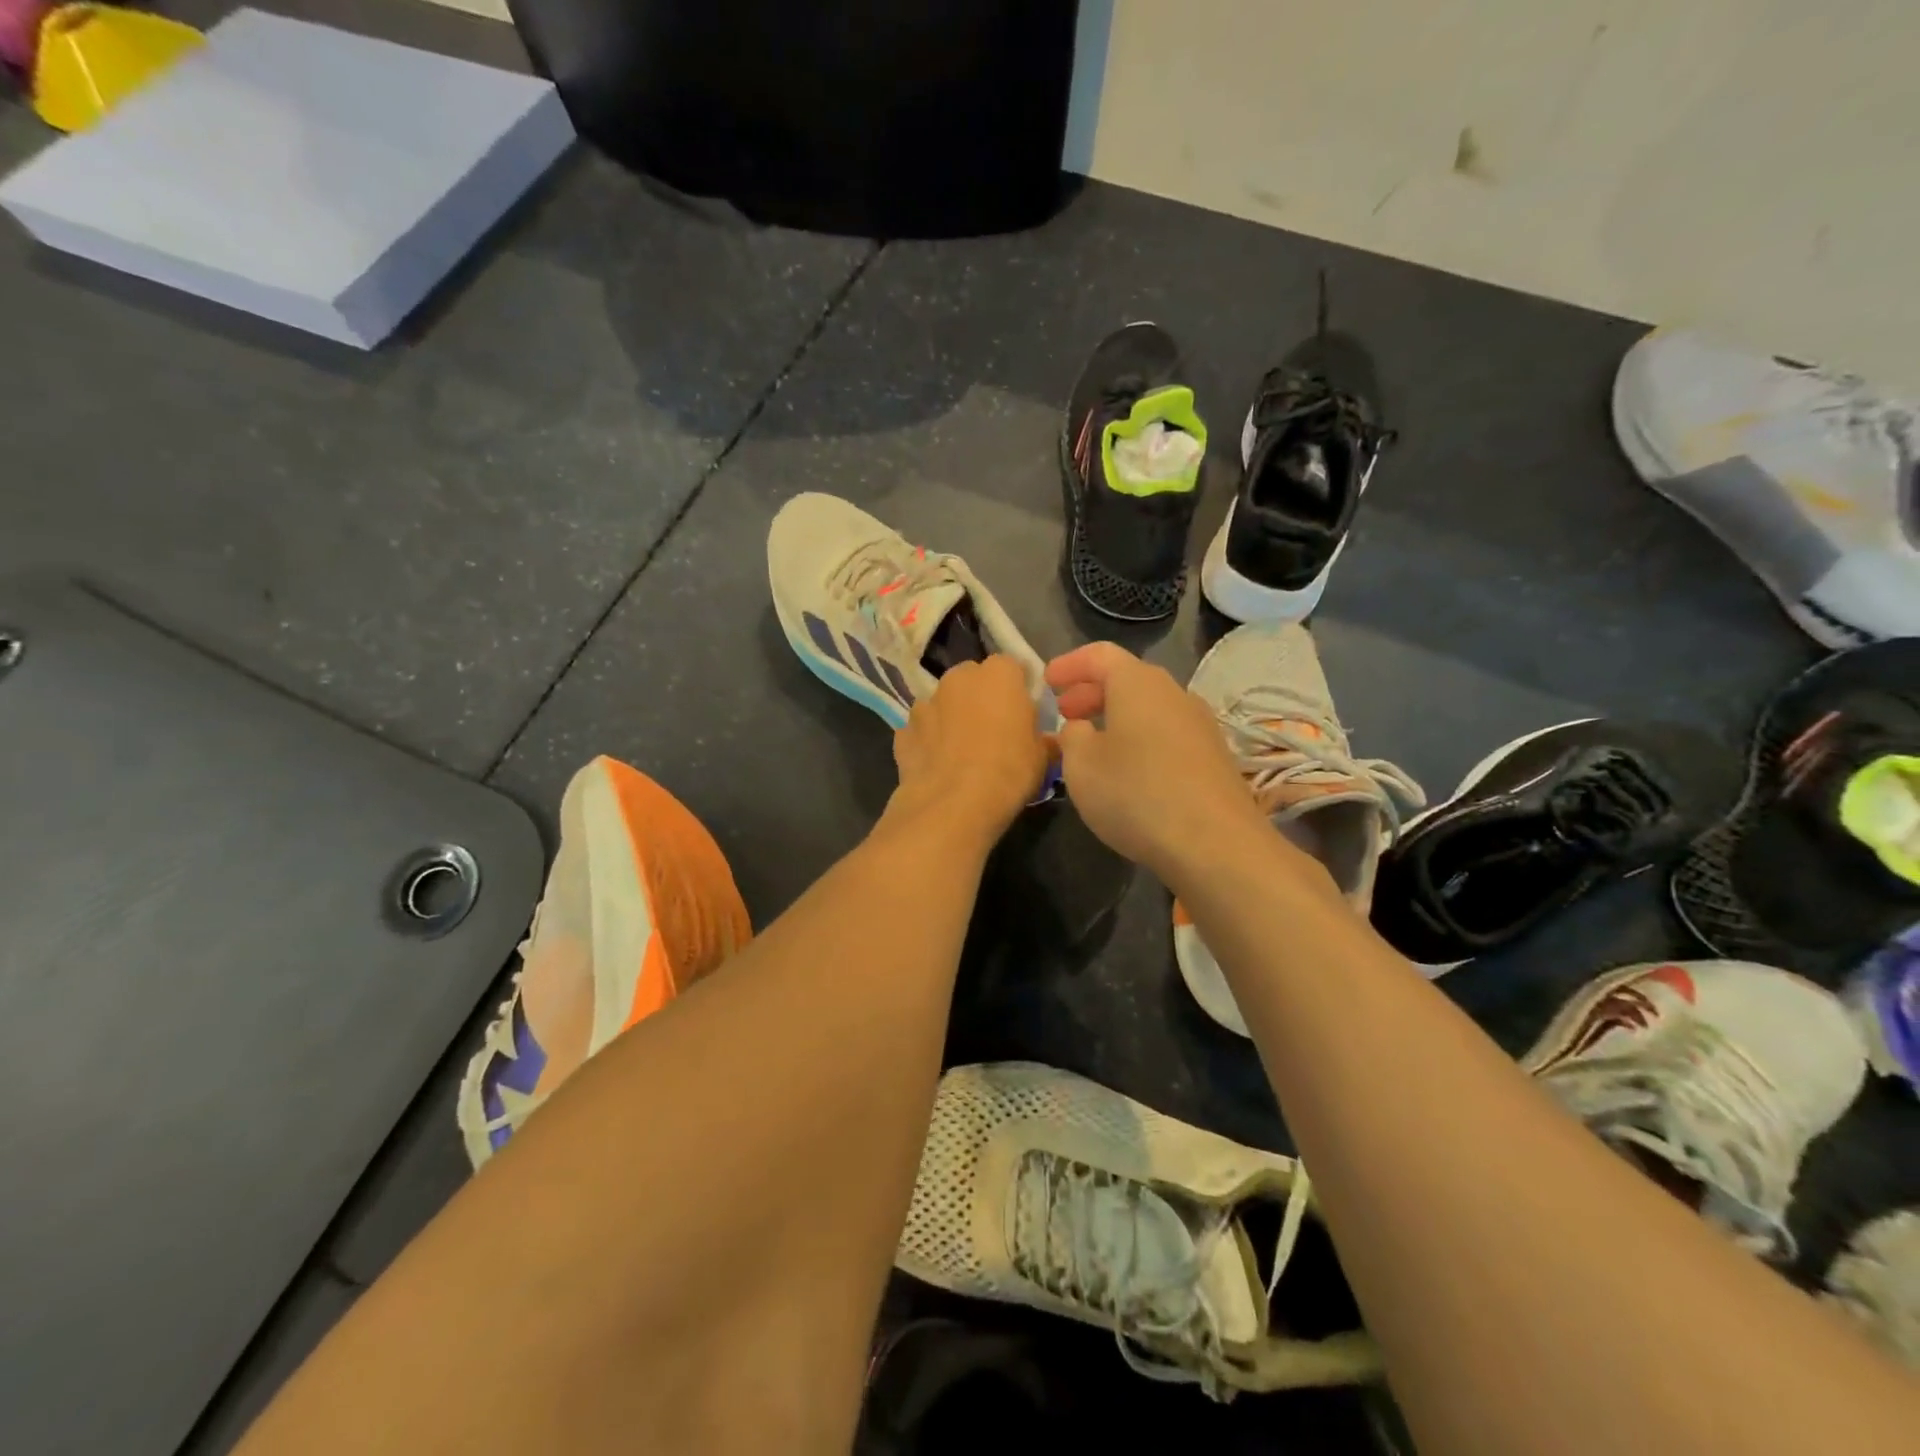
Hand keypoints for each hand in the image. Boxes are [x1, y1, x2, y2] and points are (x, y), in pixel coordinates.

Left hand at [884, 655, 1050, 846]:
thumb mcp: (1042, 756)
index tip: (1022, 712)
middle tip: (993, 730)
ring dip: (951, 718)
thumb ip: (1043, 738)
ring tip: (961, 752)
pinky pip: (921, 730)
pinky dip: (928, 742)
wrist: (954, 804)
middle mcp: (959, 678)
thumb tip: (1047, 741)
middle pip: (973, 679)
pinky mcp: (903, 731)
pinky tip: (938, 766)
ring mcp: (925, 703)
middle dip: (981, 698)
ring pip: (943, 703)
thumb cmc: (1009, 771)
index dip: (1017, 689)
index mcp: (998, 674)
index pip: (1012, 667)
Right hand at [1046, 642, 1268, 881]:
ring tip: (1093, 746)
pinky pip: (1167, 734)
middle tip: (1066, 714)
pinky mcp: (1214, 757)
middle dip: (1092, 692)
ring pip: (1149, 708)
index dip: (1070, 664)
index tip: (1047, 682)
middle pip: (1128, 679)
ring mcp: (1200, 725)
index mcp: (1138, 684)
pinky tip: (1128, 771)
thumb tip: (1081, 728)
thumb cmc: (1136, 794)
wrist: (1215, 844)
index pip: (1100, 655)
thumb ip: (1072, 737)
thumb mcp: (1081, 766)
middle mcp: (1174, 694)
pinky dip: (1140, 739)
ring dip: (1117, 718)